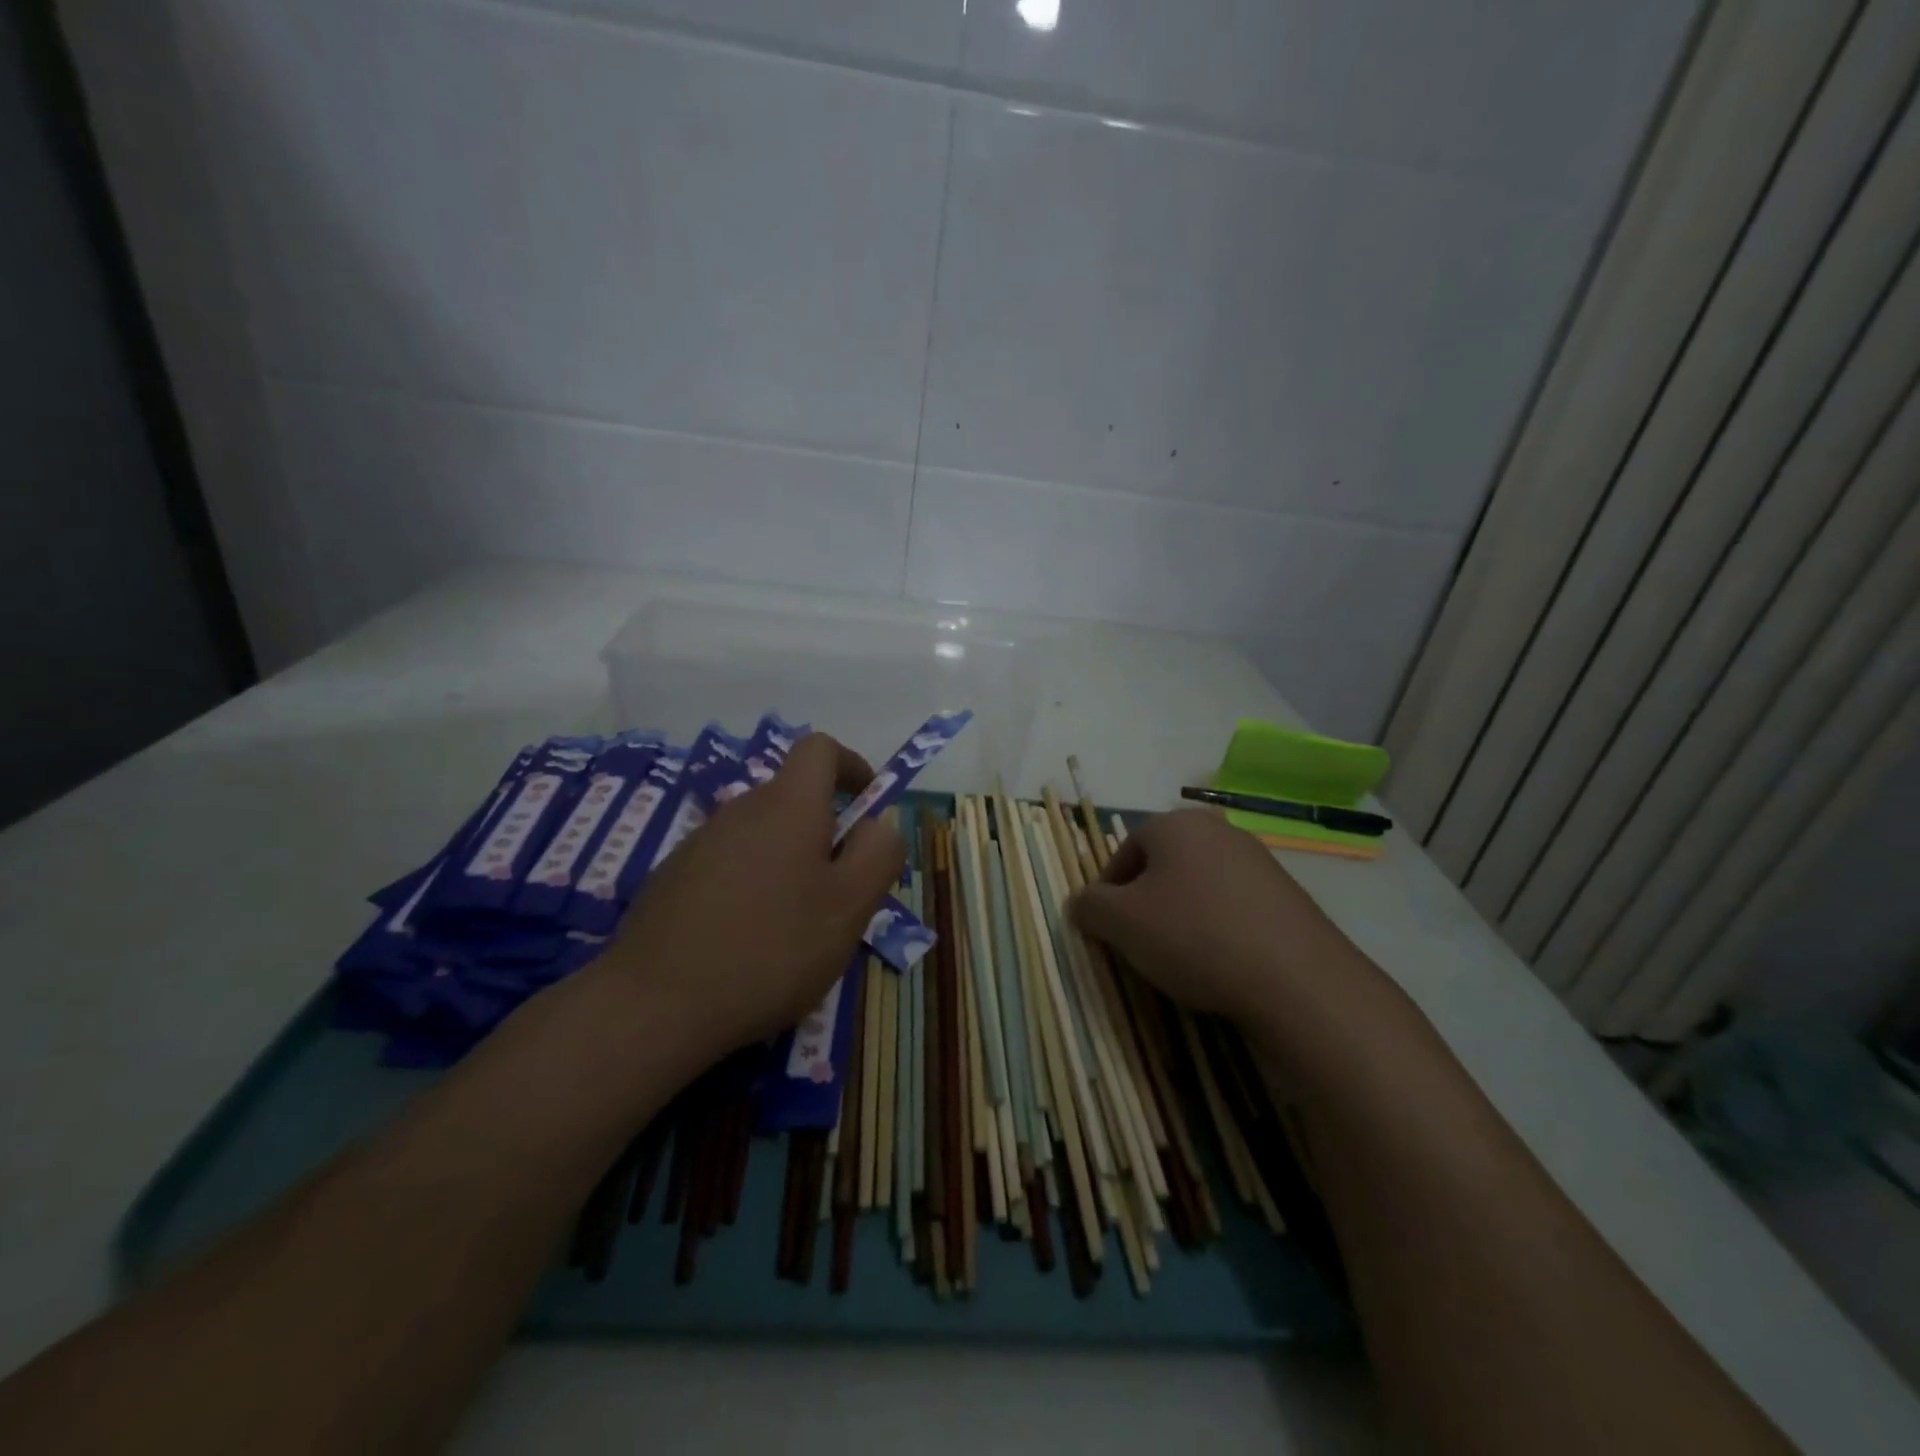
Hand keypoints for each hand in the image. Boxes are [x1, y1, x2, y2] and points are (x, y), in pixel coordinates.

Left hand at [590, 733, 905, 1063]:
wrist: (654, 1005)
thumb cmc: (770, 949)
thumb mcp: (849, 907)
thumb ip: (878, 854)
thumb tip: (876, 826)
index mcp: (787, 806)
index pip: (820, 748)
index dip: (851, 765)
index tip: (867, 805)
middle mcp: (740, 810)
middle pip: (792, 798)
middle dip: (824, 832)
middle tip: (838, 892)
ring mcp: (698, 844)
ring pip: (761, 836)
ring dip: (787, 863)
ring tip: (793, 927)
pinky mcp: (671, 878)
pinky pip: (728, 865)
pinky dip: (751, 886)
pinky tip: (745, 941)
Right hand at [1069, 809, 1375, 1031]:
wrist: (1296, 979)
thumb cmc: (1193, 936)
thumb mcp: (1120, 923)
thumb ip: (1089, 906)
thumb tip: (1081, 903)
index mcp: (1174, 824)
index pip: (1125, 850)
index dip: (1108, 890)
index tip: (1108, 928)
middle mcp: (1217, 829)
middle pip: (1163, 865)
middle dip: (1146, 901)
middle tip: (1141, 942)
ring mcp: (1258, 859)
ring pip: (1199, 885)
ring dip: (1183, 914)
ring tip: (1182, 957)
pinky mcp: (1287, 893)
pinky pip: (1234, 905)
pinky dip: (1219, 927)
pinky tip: (1222, 961)